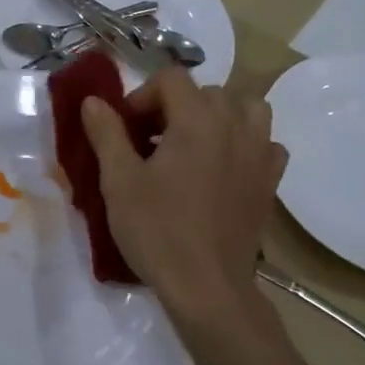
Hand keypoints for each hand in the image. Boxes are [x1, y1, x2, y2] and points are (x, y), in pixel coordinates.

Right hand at [80, 67, 285, 317]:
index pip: (171, 79)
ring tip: (193, 144)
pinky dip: (246, 144)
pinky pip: (266, 143)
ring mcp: (260, 153)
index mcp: (197, 120)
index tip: (125, 129)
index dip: (142, 96)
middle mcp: (235, 126)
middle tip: (149, 141)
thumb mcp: (119, 181)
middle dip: (174, 107)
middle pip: (206, 92)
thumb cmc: (157, 230)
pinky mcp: (270, 181)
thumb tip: (94, 101)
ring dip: (217, 116)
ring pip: (245, 109)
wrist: (206, 285)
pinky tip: (225, 167)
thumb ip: (107, 133)